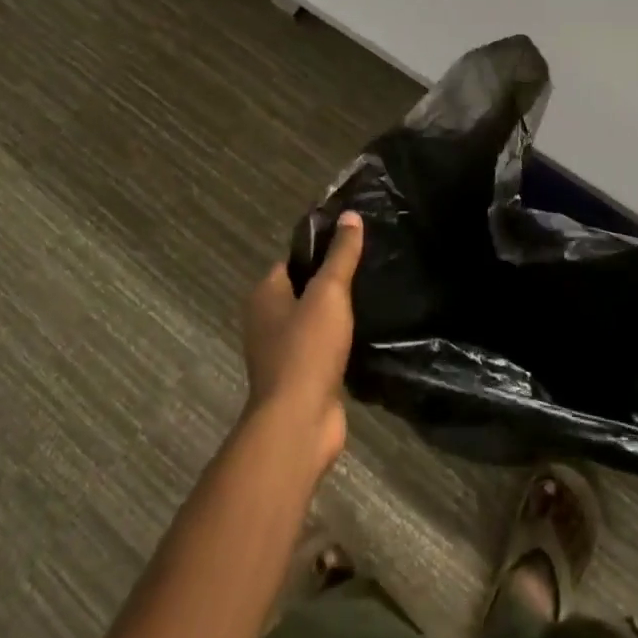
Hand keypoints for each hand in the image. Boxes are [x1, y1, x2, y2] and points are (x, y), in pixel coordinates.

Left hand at [243, 211, 362, 473]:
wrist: (299, 422)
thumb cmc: (307, 348)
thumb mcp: (329, 293)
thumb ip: (341, 255)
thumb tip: (350, 215)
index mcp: (264, 295)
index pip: (293, 261)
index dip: (320, 251)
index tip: (353, 244)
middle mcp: (266, 321)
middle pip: (303, 291)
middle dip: (332, 284)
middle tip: (369, 270)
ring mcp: (282, 352)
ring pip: (314, 322)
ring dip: (337, 316)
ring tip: (373, 299)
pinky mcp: (301, 378)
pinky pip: (322, 349)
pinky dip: (340, 343)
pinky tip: (366, 336)